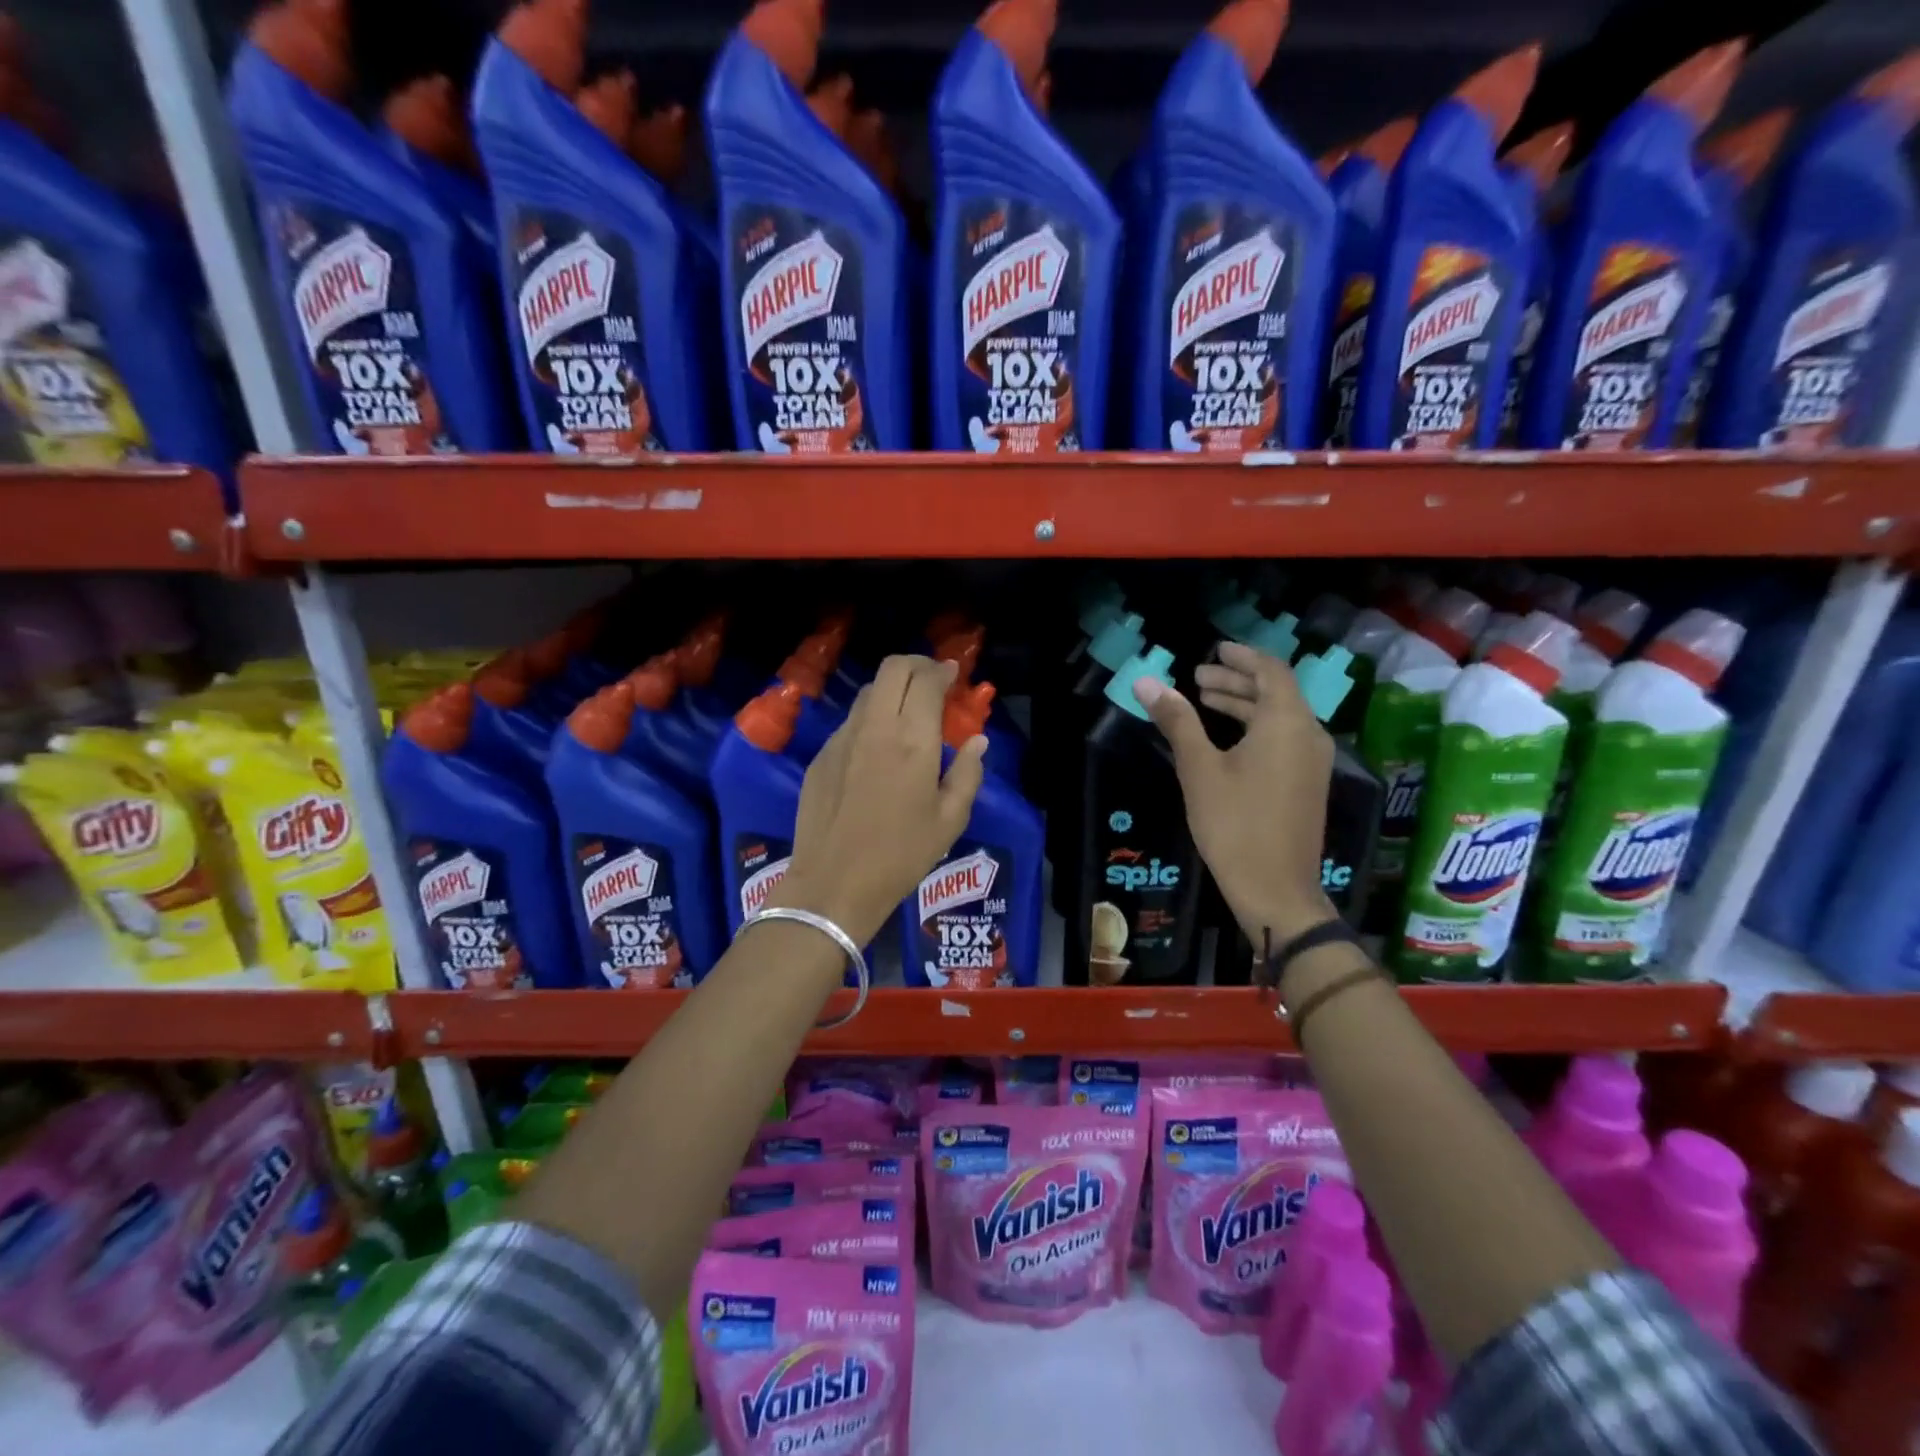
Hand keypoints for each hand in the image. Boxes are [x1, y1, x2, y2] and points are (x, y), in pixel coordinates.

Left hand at [772, 655, 987, 944]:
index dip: (943, 670)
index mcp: (913, 740)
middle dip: (916, 664)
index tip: (953, 675)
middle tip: (933, 680)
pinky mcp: (821, 756)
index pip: (926, 680)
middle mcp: (875, 727)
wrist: (834, 884)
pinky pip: (850, 721)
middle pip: (892, 669)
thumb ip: (968, 773)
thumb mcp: (950, 820)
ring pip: (868, 692)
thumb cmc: (901, 855)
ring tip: (908, 711)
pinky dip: (871, 718)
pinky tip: (879, 747)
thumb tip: (978, 741)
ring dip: (892, 689)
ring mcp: (842, 739)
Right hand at [1134, 640, 1336, 944]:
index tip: (1214, 649)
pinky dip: (1255, 727)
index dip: (1242, 656)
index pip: (1271, 671)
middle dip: (1236, 680)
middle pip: (1275, 692)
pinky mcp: (1307, 783)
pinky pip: (1284, 738)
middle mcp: (1308, 735)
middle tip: (1197, 676)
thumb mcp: (1199, 769)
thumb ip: (1177, 721)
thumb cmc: (1234, 824)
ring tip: (1204, 700)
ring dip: (1243, 704)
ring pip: (1280, 716)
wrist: (1276, 889)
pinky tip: (1226, 740)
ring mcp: (1312, 762)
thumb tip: (1146, 682)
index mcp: (1286, 723)